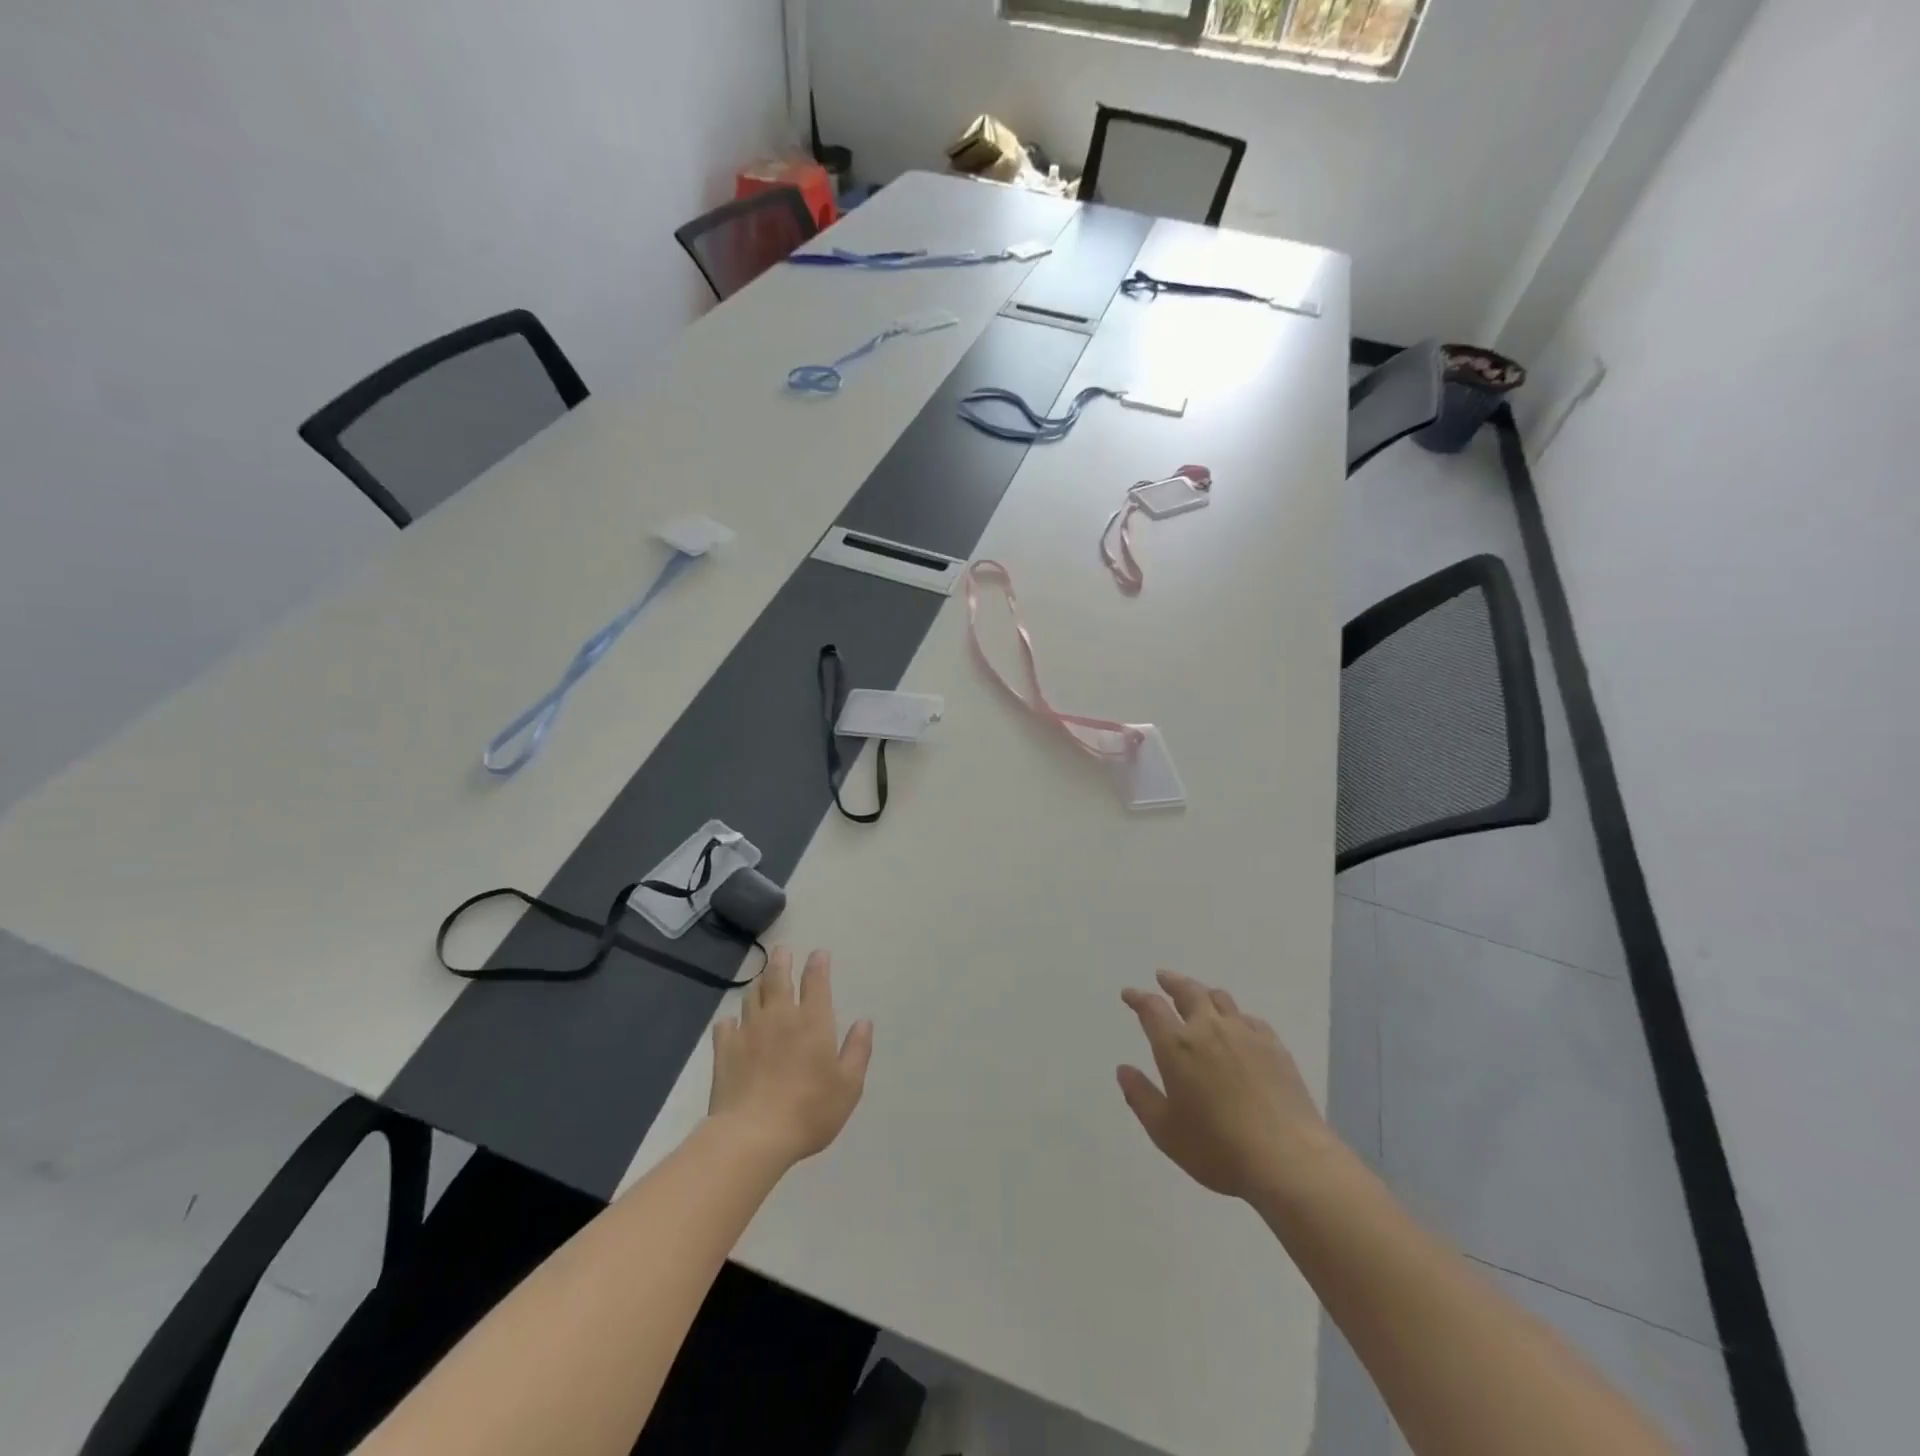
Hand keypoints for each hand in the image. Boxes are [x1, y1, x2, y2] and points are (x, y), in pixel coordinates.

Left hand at [708, 947, 872, 1167]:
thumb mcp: (848, 1086)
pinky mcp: (725, 1050)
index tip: (819, 953)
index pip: (816, 982)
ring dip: (759, 984)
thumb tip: (864, 1022)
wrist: (753, 1136)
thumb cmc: (809, 1111)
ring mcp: (749, 1031)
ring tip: (761, 980)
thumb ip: (858, 1051)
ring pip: (752, 996)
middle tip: (782, 950)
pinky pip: (726, 1025)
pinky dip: (731, 1021)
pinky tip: (732, 1024)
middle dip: (782, 960)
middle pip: (778, 978)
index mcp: (813, 1021)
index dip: (818, 965)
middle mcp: (780, 1016)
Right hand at [1118, 969, 1335, 1202]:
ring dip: (1203, 992)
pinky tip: (1238, 1025)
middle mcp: (1208, 1028)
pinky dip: (1236, 1015)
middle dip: (1172, 982)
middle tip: (1162, 977)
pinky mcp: (1273, 1045)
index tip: (1129, 994)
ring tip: (1199, 995)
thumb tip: (1123, 1069)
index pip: (1151, 1008)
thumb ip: (1140, 1096)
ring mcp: (1244, 1033)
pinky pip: (1249, 1018)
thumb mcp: (1165, 1131)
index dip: (1138, 998)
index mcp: (1176, 1045)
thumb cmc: (1217, 1148)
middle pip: (1188, 991)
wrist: (1287, 1159)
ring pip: (1220, 998)